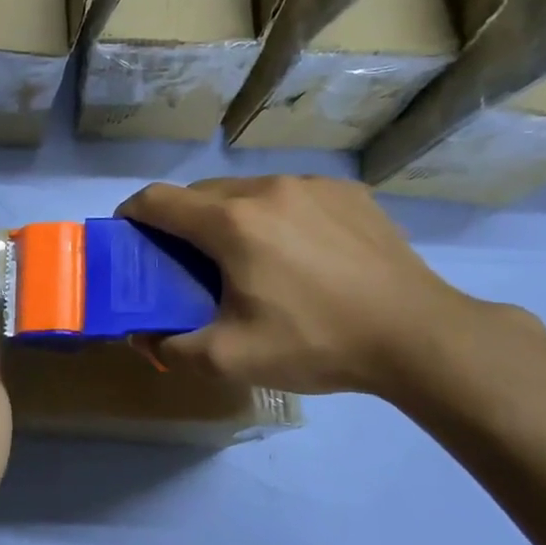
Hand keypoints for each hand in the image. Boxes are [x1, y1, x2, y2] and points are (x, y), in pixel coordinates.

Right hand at [117, 176, 491, 396]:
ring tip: (245, 259)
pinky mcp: (348, 193)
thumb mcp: (231, 359)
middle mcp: (267, 189)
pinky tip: (296, 254)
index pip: (158, 200)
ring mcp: (312, 185)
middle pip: (201, 193)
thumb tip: (143, 336)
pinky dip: (274, 216)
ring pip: (247, 191)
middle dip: (181, 222)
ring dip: (229, 217)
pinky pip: (290, 195)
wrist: (417, 335)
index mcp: (232, 223)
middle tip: (186, 262)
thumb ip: (172, 348)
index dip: (132, 215)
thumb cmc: (316, 341)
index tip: (127, 237)